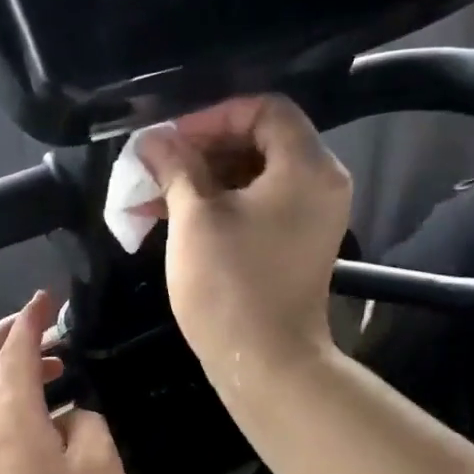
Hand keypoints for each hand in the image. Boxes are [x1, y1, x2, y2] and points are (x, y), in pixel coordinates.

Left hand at [0, 291, 128, 473]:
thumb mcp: (100, 465)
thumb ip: (88, 423)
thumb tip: (72, 416)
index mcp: (14, 415)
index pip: (17, 350)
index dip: (32, 319)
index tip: (49, 297)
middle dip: (4, 335)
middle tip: (41, 327)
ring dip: (3, 366)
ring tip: (50, 367)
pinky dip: (5, 395)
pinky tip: (40, 410)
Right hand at [137, 94, 352, 381]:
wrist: (267, 364)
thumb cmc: (230, 285)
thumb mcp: (195, 218)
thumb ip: (175, 167)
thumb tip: (153, 139)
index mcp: (307, 166)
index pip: (264, 109)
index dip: (212, 117)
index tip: (170, 140)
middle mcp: (320, 184)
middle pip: (260, 141)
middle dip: (201, 150)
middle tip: (156, 166)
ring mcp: (311, 217)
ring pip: (254, 177)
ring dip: (204, 180)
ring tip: (153, 196)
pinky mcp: (296, 245)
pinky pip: (259, 206)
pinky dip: (220, 205)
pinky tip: (174, 217)